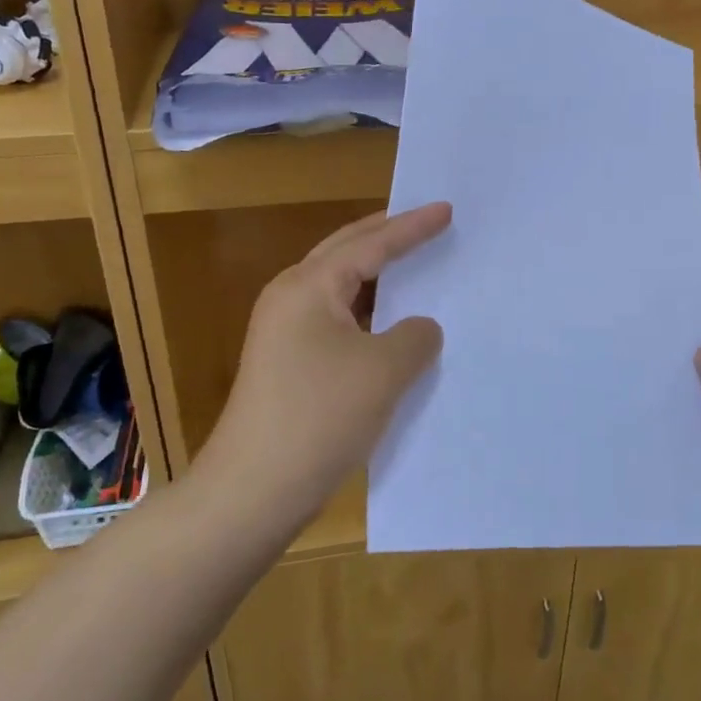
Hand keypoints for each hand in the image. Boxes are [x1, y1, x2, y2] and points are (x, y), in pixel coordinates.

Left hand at [200, 203, 450, 525]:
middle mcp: (290, 298)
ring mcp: (284, 333)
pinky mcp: (288, 364)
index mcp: (308, 287)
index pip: (370, 244)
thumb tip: (418, 328)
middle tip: (425, 222)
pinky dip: (368, 314)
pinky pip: (336, 321)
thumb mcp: (384, 370)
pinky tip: (391, 326)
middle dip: (387, 236)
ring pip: (340, 288)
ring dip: (377, 276)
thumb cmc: (320, 416)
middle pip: (345, 253)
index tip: (446, 209)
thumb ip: (415, 336)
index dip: (412, 227)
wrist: (253, 490)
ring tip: (414, 265)